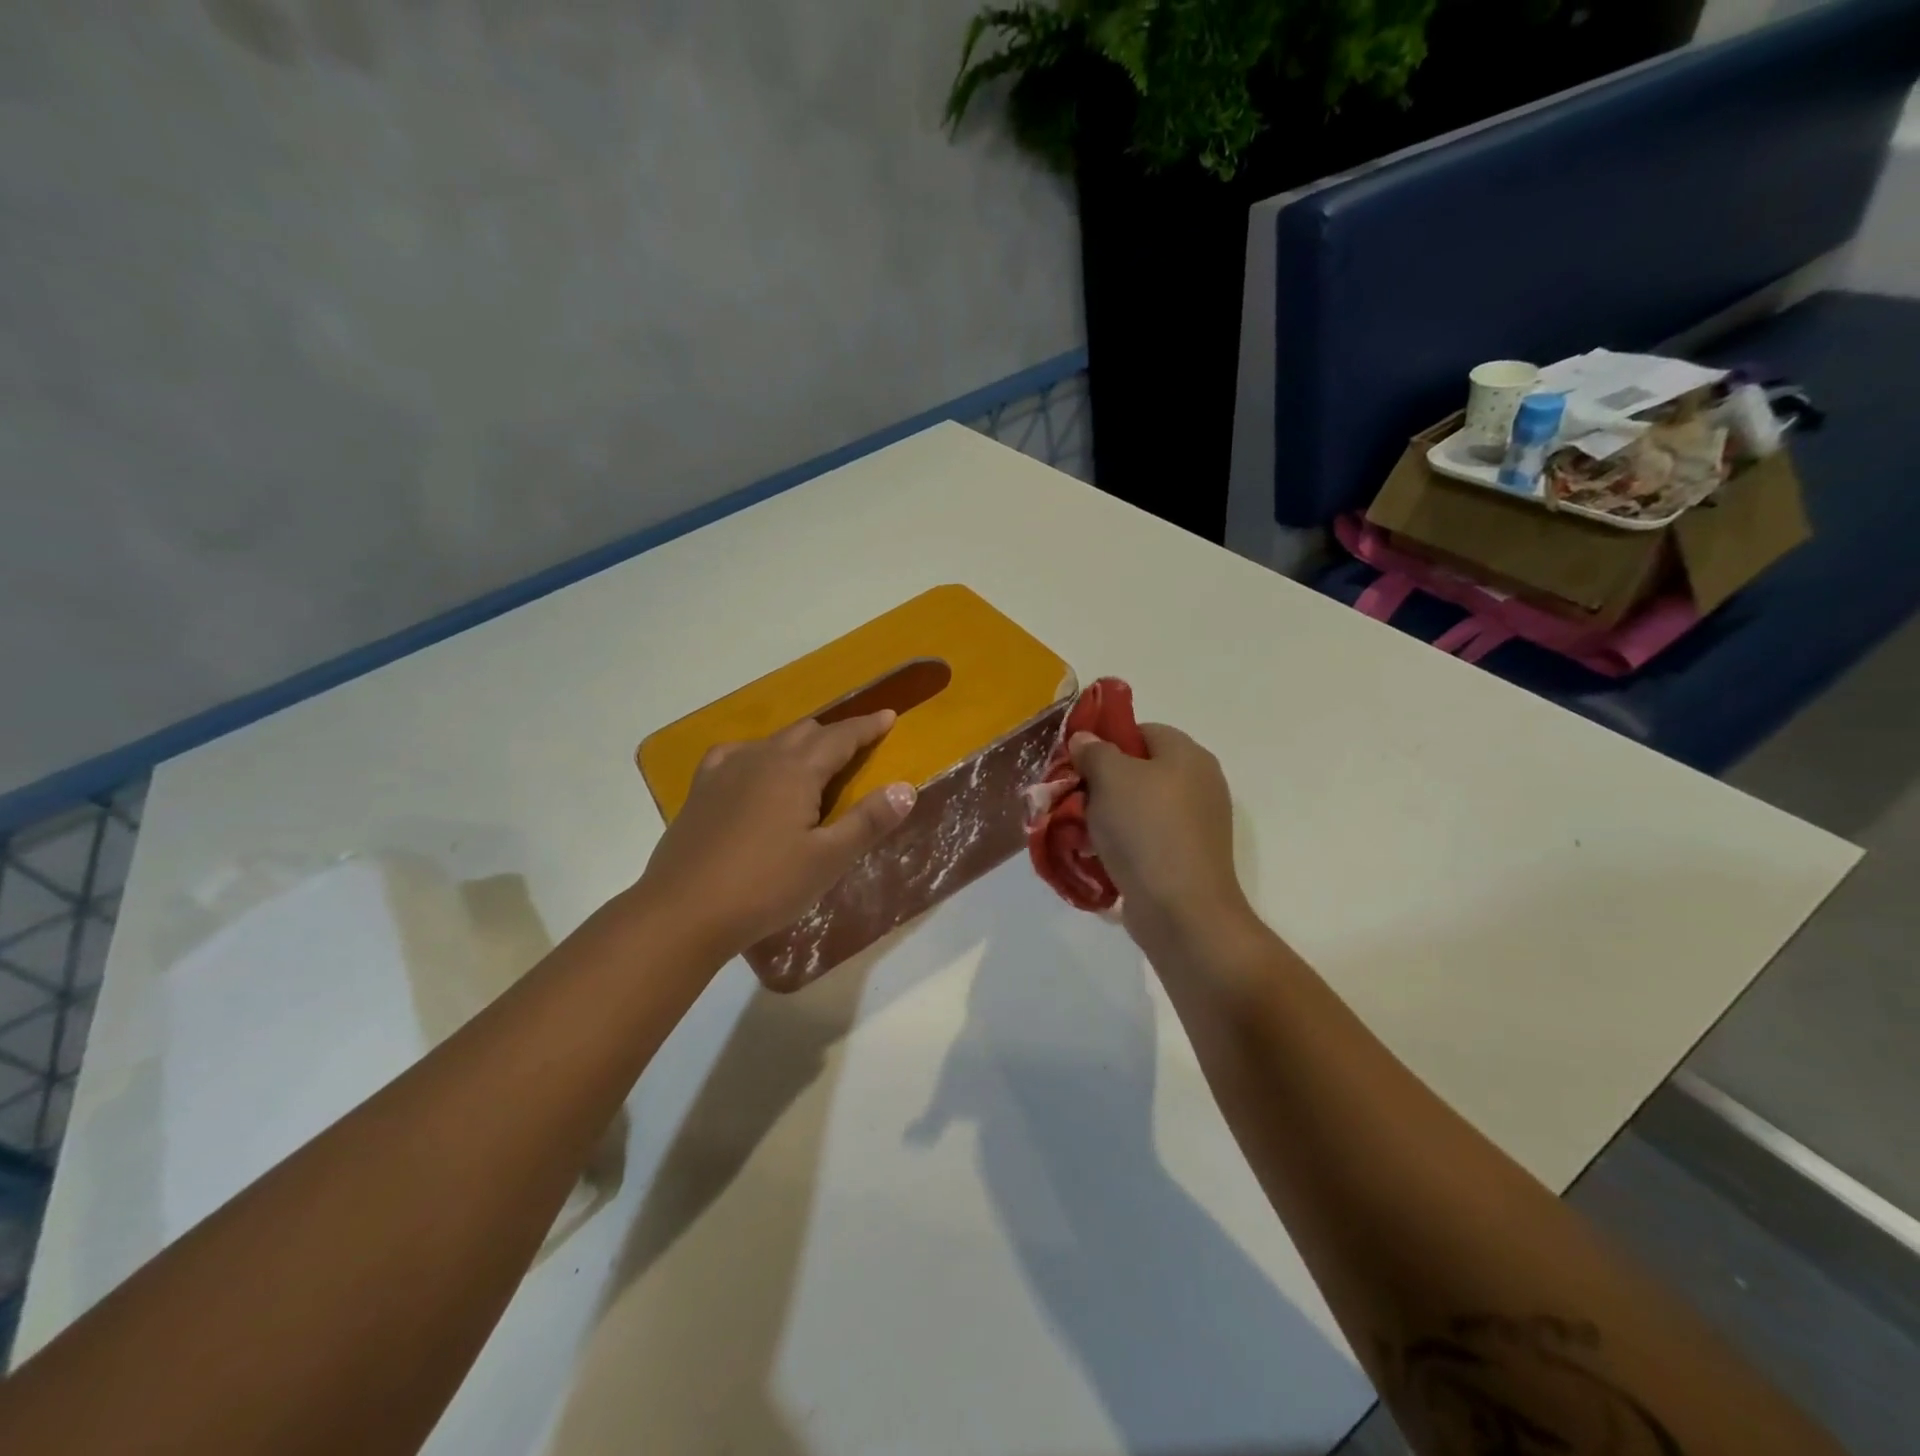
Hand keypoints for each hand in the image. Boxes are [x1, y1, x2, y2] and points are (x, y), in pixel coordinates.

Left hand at [638, 711, 916, 962]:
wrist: (682, 912)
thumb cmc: (764, 886)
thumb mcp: (827, 860)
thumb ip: (868, 821)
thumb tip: (906, 788)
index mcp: (796, 770)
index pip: (841, 737)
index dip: (868, 727)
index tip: (889, 717)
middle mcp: (761, 758)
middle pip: (807, 732)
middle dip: (836, 734)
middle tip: (859, 744)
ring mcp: (725, 771)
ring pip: (772, 741)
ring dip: (800, 743)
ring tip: (814, 760)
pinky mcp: (701, 790)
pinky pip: (736, 755)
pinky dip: (759, 754)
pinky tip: (754, 769)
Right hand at [1068, 723, 1255, 952]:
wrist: (1181, 910)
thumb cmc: (1145, 830)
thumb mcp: (1110, 778)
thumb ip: (1094, 751)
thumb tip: (1085, 739)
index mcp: (1188, 756)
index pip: (1143, 731)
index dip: (1107, 741)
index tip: (1077, 763)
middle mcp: (1200, 785)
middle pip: (1140, 771)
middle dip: (1102, 783)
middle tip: (1072, 798)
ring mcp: (1197, 825)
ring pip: (1140, 808)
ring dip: (1107, 817)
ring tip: (1079, 831)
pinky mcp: (1187, 859)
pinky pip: (1147, 840)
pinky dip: (1123, 845)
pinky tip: (1098, 857)